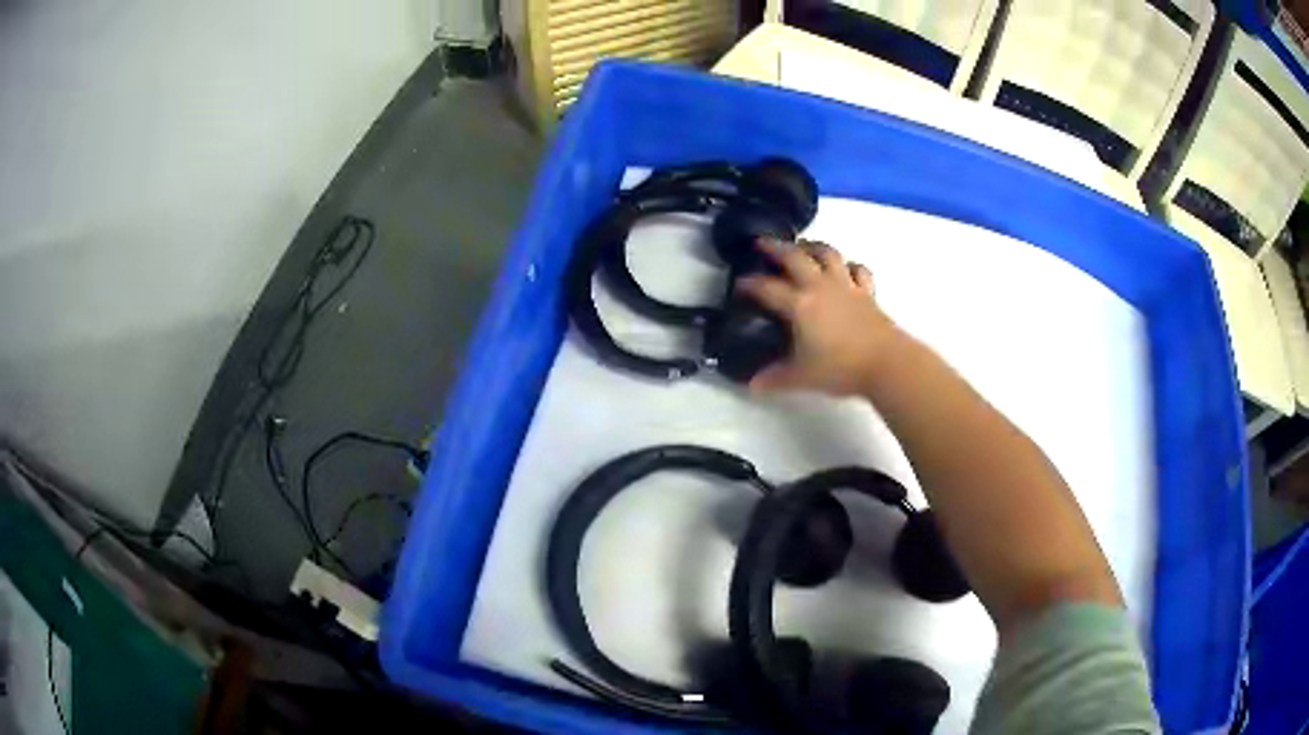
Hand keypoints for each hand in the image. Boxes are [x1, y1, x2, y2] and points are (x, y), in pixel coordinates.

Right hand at [737, 238, 898, 395]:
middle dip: (775, 247)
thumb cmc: (840, 369)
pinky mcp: (867, 292)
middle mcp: (820, 287)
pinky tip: (844, 268)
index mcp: (799, 304)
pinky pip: (858, 270)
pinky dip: (849, 265)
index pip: (767, 288)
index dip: (749, 284)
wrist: (886, 364)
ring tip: (802, 246)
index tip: (738, 284)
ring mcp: (846, 286)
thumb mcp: (801, 377)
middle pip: (794, 257)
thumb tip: (753, 384)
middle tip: (762, 243)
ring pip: (827, 254)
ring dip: (812, 246)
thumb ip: (775, 378)